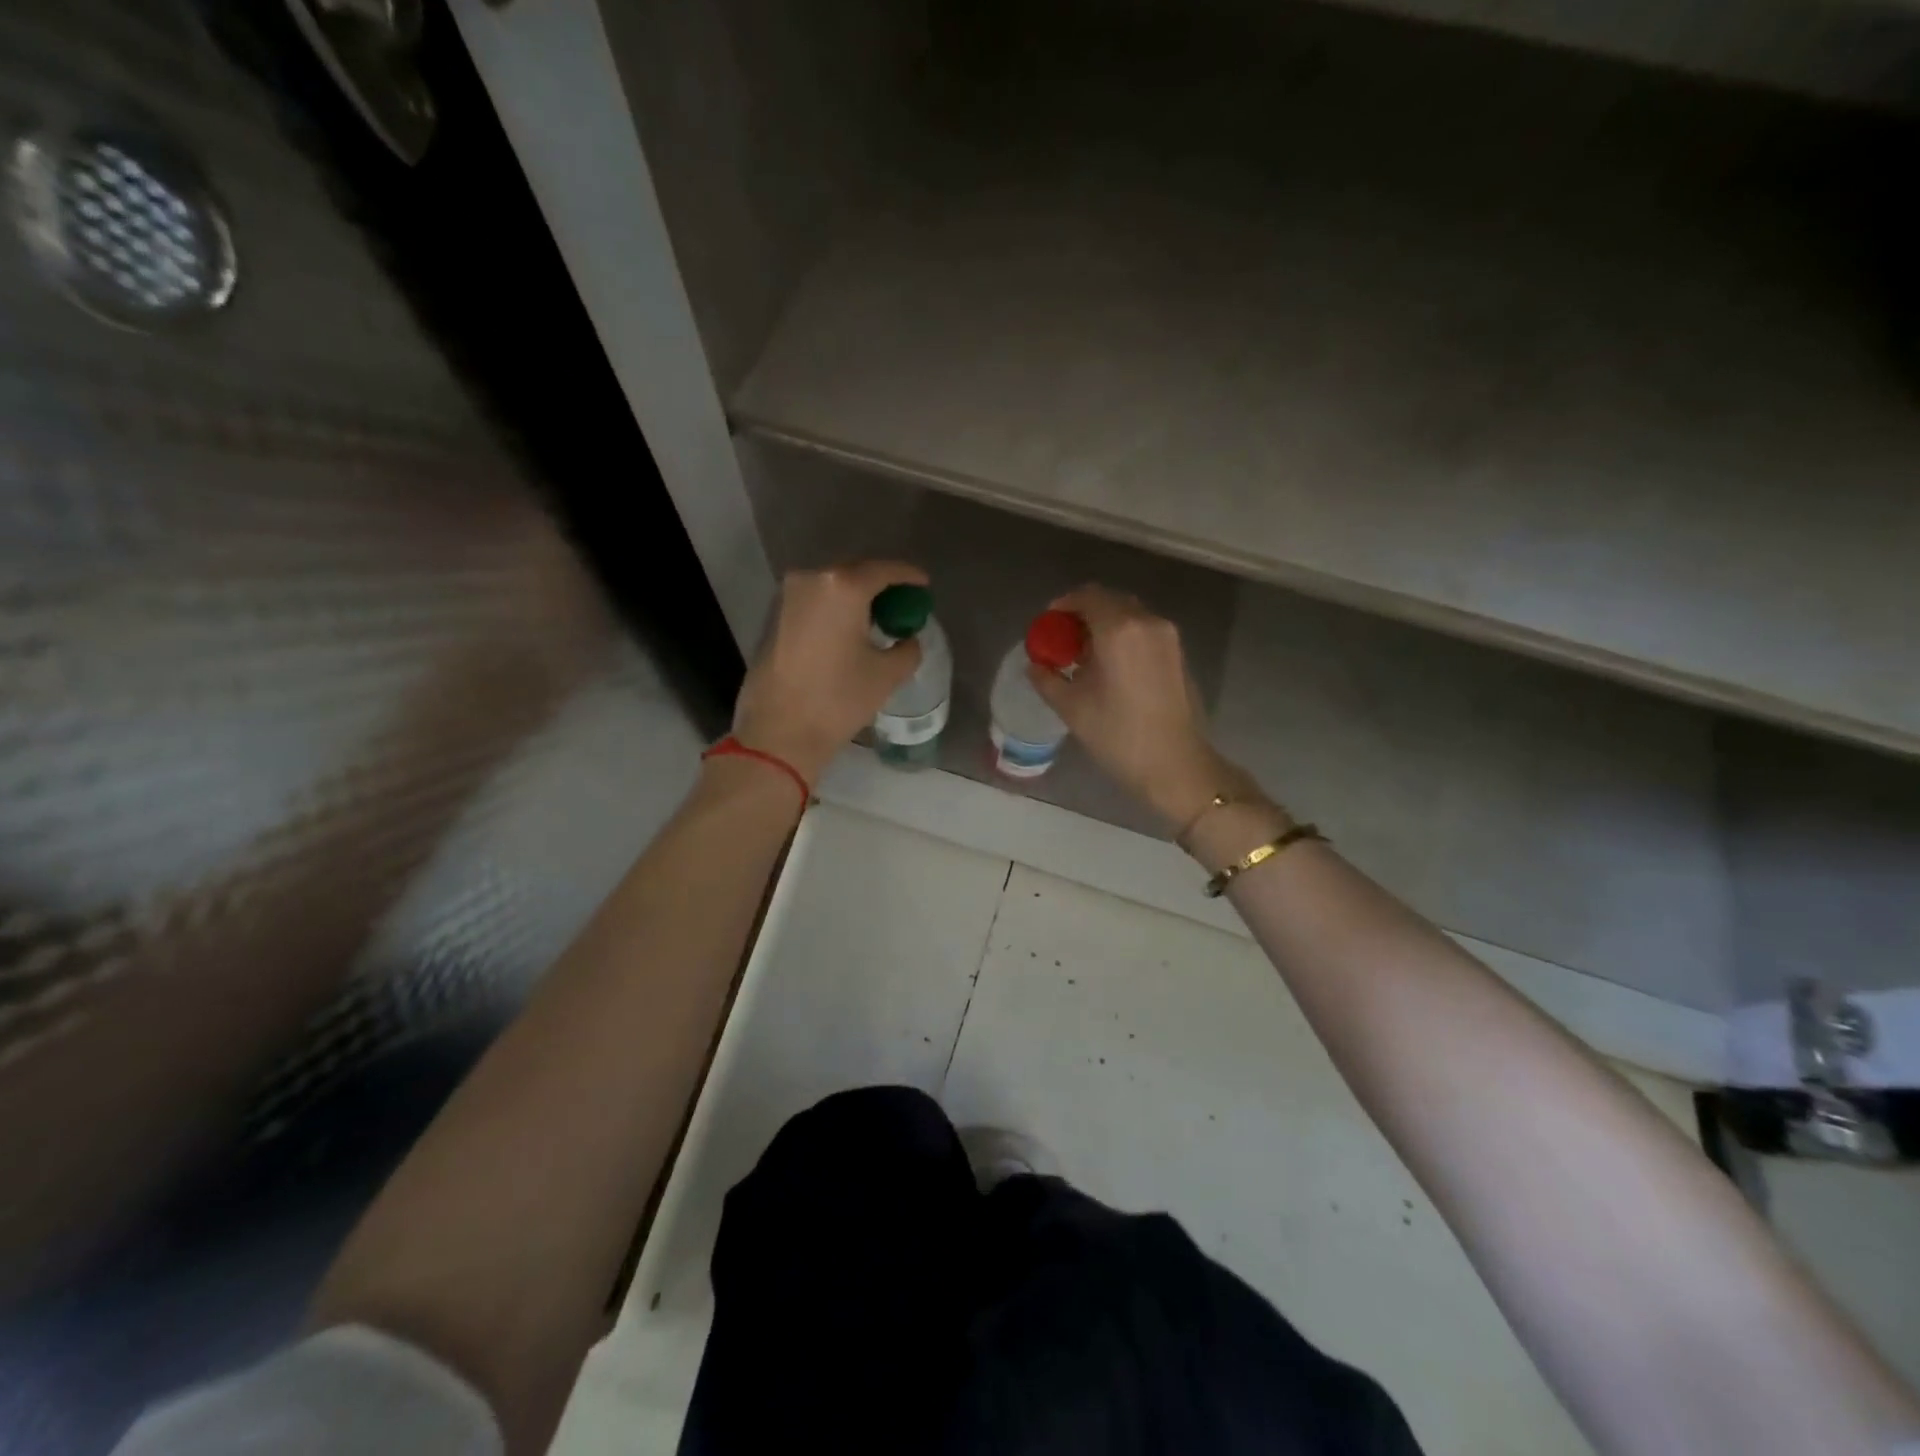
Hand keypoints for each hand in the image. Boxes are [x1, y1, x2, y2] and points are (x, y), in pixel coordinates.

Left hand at [731, 562, 927, 784]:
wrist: (779, 731)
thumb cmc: (838, 699)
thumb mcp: (887, 675)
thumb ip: (907, 649)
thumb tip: (908, 639)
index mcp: (843, 587)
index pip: (884, 570)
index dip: (908, 576)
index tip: (924, 586)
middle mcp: (811, 579)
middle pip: (855, 574)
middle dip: (881, 586)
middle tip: (902, 605)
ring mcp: (787, 597)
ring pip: (832, 588)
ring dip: (855, 599)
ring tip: (876, 620)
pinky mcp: (774, 617)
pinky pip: (814, 602)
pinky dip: (835, 610)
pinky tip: (848, 631)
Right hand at [1026, 585, 1251, 828]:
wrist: (1176, 765)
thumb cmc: (1118, 735)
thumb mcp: (1072, 708)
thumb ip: (1047, 679)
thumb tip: (1034, 666)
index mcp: (1119, 629)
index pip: (1086, 597)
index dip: (1062, 607)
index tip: (1047, 626)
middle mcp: (1147, 622)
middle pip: (1109, 601)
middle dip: (1082, 615)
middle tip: (1062, 641)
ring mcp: (1167, 636)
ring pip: (1128, 615)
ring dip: (1104, 625)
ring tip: (1084, 657)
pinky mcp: (1178, 653)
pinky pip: (1144, 631)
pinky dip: (1123, 637)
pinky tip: (1110, 667)